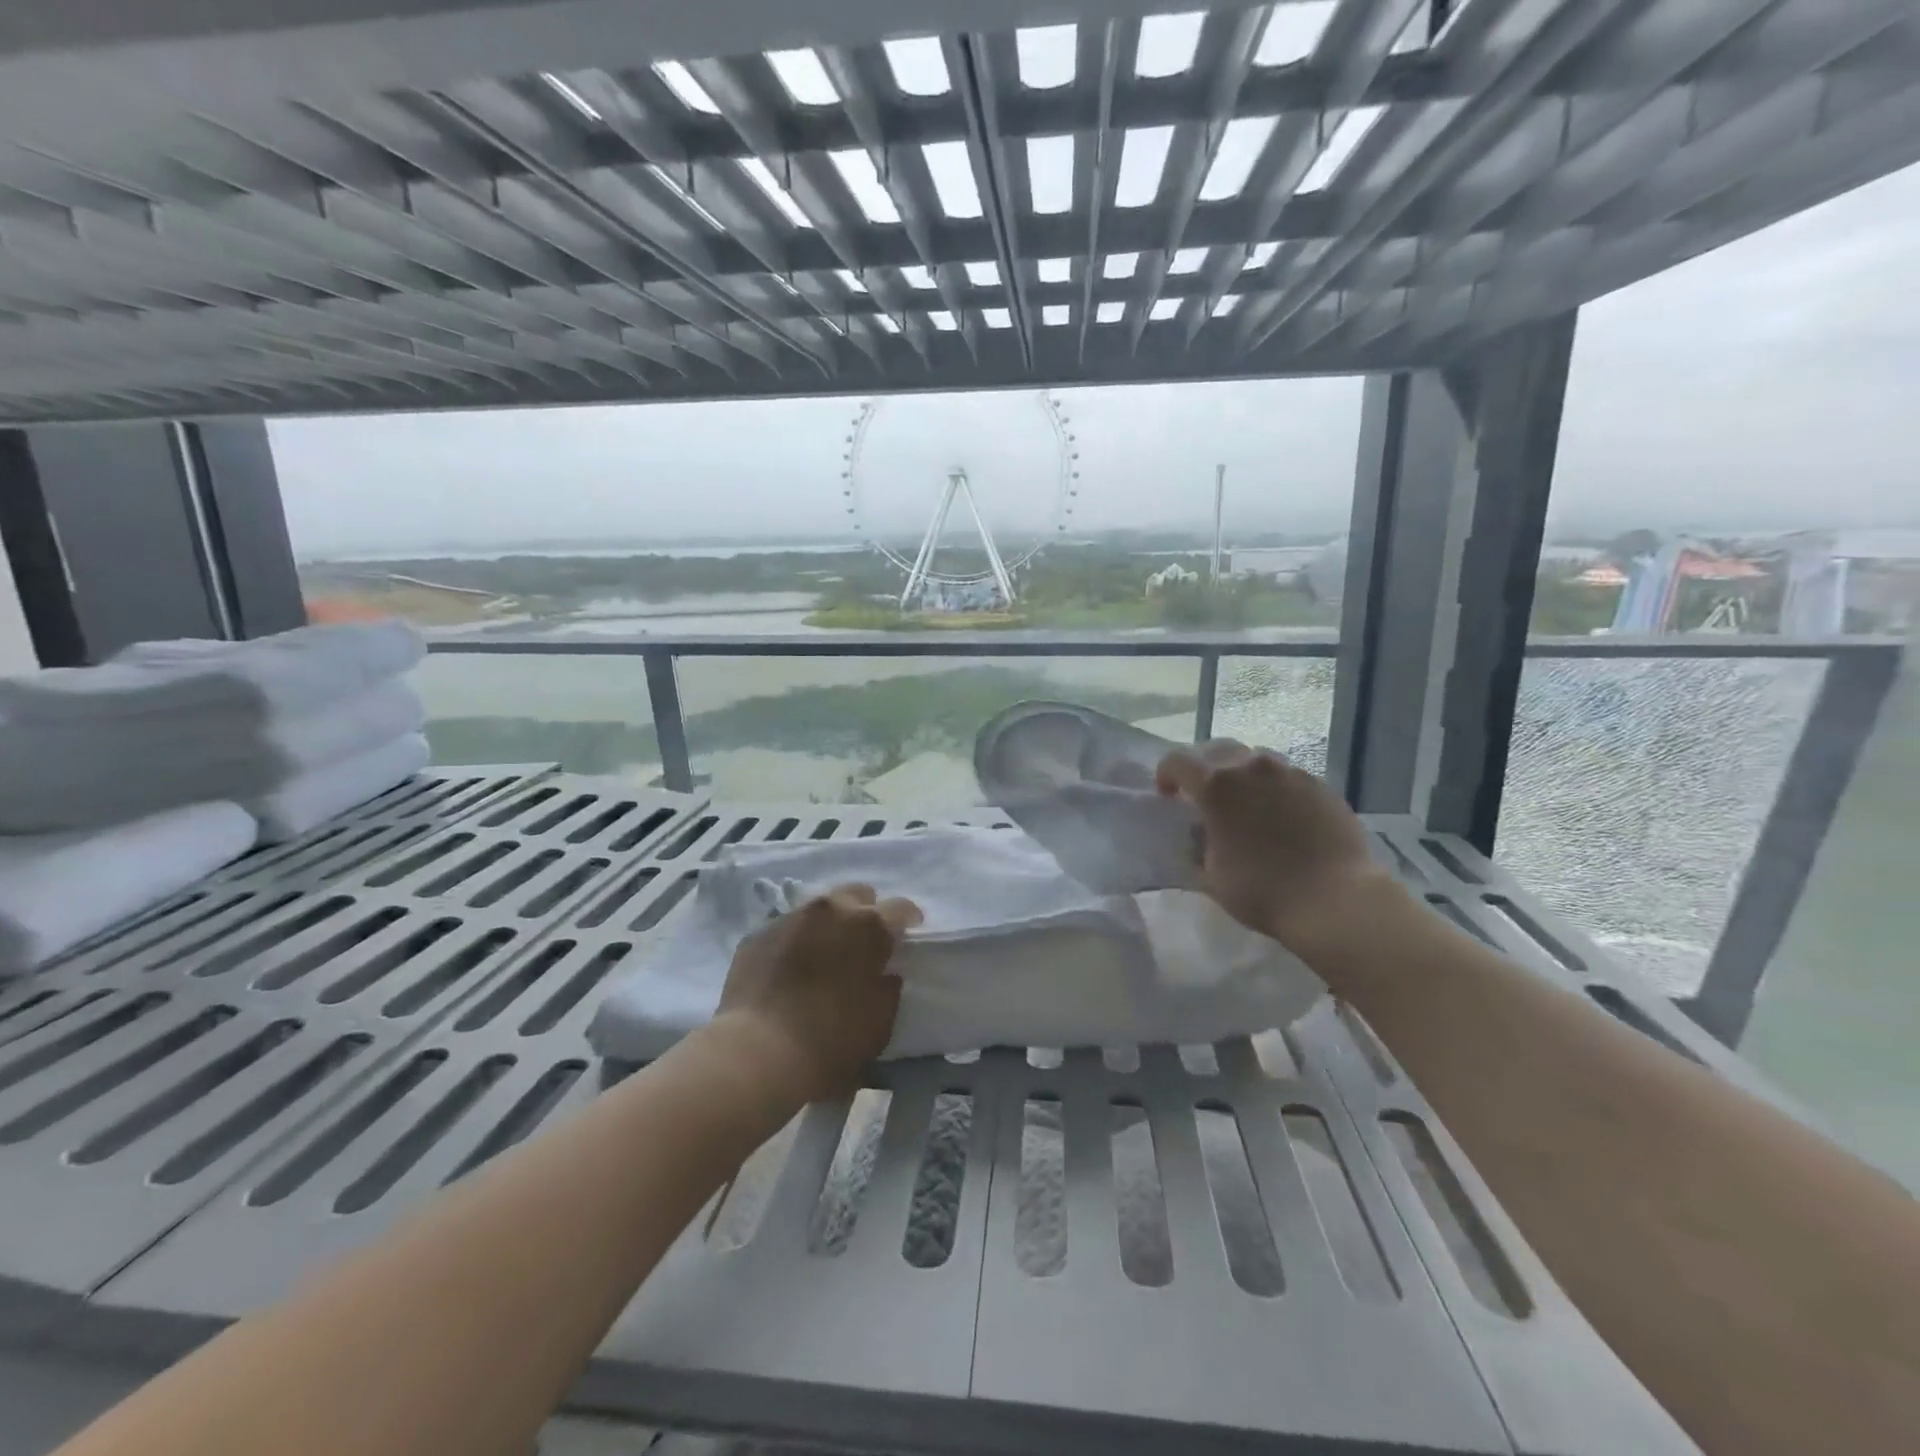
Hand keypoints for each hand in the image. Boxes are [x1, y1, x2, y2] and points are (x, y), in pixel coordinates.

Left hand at [713, 884, 921, 1101]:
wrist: (757, 1054)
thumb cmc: (831, 1042)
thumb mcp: (880, 1021)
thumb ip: (887, 987)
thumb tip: (884, 974)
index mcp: (869, 925)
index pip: (901, 908)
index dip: (908, 921)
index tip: (907, 936)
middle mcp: (830, 909)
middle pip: (857, 894)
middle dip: (865, 913)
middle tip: (863, 944)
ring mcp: (790, 917)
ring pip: (819, 909)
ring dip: (828, 925)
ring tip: (824, 955)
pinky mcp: (757, 934)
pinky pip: (786, 929)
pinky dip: (795, 942)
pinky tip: (790, 970)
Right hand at [1156, 739, 1399, 959]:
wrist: (1335, 899)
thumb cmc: (1262, 891)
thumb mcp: (1210, 875)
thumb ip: (1197, 845)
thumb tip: (1199, 833)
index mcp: (1216, 786)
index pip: (1177, 761)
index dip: (1166, 775)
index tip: (1168, 797)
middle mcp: (1251, 767)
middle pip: (1215, 749)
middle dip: (1202, 767)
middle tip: (1203, 794)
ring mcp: (1290, 772)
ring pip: (1254, 758)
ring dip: (1240, 773)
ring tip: (1244, 801)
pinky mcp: (1320, 785)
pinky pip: (1286, 775)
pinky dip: (1273, 786)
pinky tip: (1279, 813)